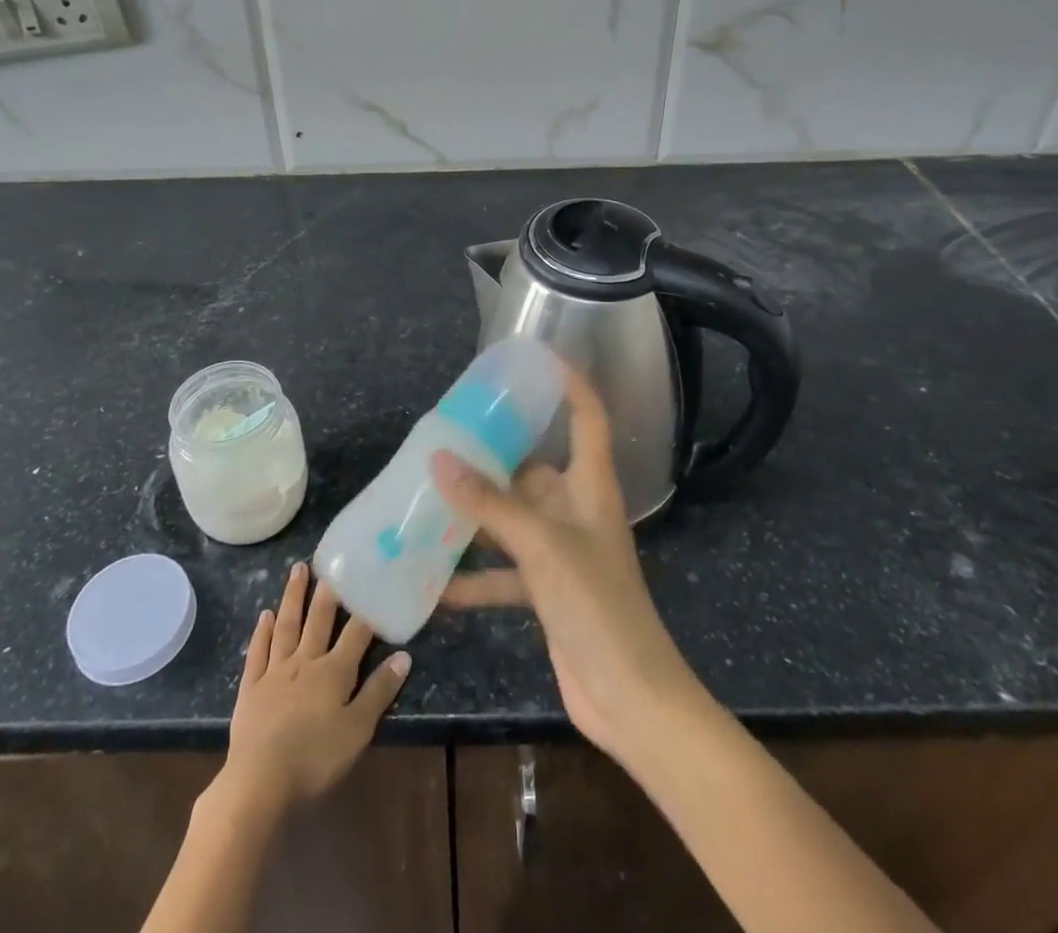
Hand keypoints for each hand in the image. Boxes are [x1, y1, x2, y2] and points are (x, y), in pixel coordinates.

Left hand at [220, 562, 410, 811]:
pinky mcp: (250, 688)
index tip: (371, 583)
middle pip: (318, 620)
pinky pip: (257, 652)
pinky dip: (261, 632)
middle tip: (329, 562)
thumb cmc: (315, 758)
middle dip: (326, 592)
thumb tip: (404, 656)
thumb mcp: (357, 730)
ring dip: (293, 597)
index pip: (355, 634)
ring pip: (286, 626)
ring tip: (297, 569)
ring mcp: (275, 672)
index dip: (365, 610)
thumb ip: (379, 692)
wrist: (259, 781)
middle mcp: (305, 661)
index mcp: (334, 671)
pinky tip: (264, 615)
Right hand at [433, 367, 701, 766]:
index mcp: (590, 486)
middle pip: (534, 468)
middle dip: (494, 455)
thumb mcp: (541, 546)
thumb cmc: (596, 605)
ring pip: (512, 519)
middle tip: (446, 436)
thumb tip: (439, 459)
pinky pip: (504, 571)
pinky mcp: (547, 591)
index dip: (569, 383)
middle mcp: (576, 510)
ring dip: (476, 514)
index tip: (535, 359)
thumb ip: (490, 504)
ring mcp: (561, 552)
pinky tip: (434, 583)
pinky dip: (474, 575)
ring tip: (428, 496)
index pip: (587, 417)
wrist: (629, 699)